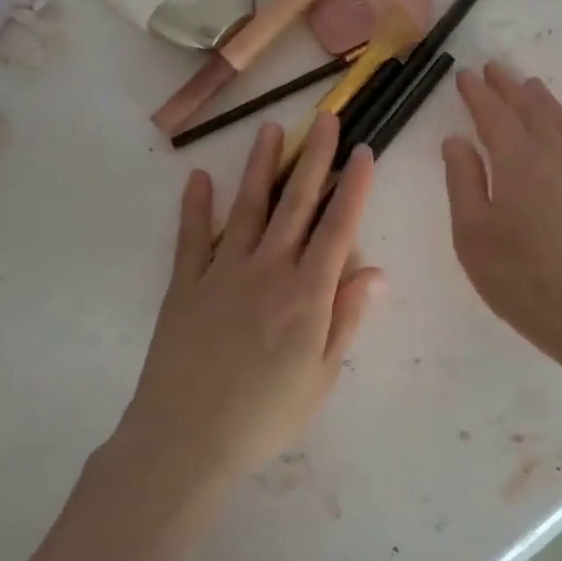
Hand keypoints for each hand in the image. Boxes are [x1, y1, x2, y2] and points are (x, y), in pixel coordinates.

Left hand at [114, 113, 383, 494]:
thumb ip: (346, 318)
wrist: (185, 442)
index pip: (338, 228)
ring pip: (248, 209)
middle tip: (325, 118)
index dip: (354, 188)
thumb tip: (376, 271)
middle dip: (315, 159)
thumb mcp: (321, 375)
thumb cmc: (266, 416)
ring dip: (262, 167)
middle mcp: (268, 271)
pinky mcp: (185, 286)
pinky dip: (195, 206)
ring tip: (272, 130)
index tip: (364, 152)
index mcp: (307, 295)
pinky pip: (191, 238)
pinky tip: (199, 177)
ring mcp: (222, 274)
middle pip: (296, 205)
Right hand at [442, 62, 561, 370]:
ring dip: (546, 103)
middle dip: (510, 88)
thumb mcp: (473, 235)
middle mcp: (554, 159)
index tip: (466, 75)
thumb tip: (457, 140)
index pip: (494, 117)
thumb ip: (463, 182)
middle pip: (531, 113)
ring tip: (533, 87)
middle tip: (496, 68)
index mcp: (517, 163)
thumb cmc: (521, 279)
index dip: (478, 95)